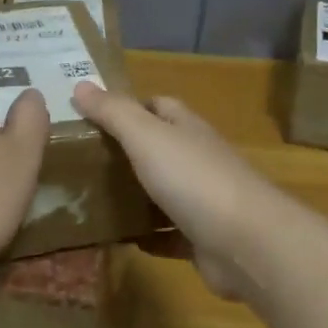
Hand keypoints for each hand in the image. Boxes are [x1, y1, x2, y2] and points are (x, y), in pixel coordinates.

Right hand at [70, 83, 284, 300]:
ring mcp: (203, 200)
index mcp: (187, 129)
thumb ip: (114, 112)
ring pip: (162, 192)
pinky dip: (147, 236)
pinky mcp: (202, 239)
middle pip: (159, 149)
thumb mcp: (147, 137)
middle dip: (125, 153)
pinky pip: (168, 234)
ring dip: (134, 196)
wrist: (247, 243)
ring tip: (89, 200)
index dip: (128, 106)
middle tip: (80, 162)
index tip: (91, 116)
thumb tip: (80, 84)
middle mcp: (197, 160)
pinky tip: (119, 239)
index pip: (158, 106)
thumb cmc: (194, 180)